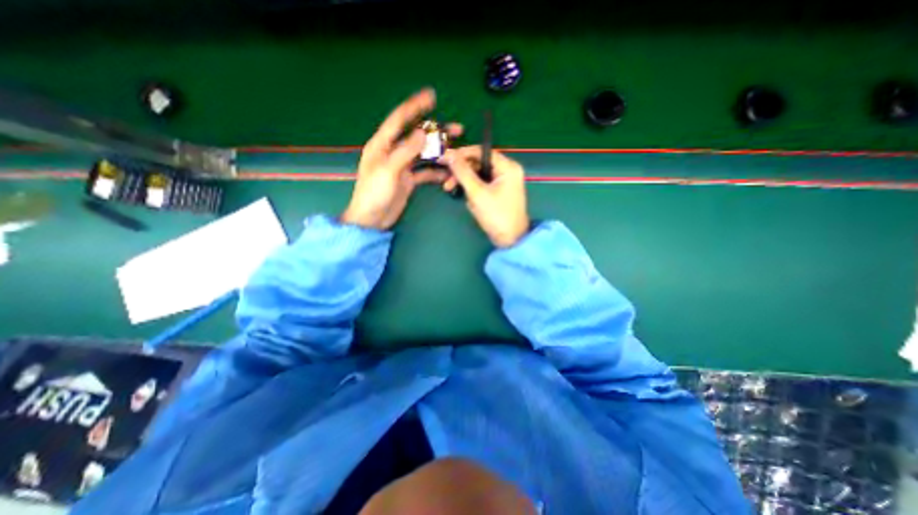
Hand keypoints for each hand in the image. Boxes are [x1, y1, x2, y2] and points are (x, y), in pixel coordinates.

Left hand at [341, 89, 462, 228]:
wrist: (372, 219)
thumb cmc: (374, 193)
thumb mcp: (388, 170)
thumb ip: (406, 151)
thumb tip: (422, 133)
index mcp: (382, 144)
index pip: (399, 120)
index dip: (415, 107)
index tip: (431, 96)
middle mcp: (393, 152)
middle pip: (417, 137)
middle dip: (437, 132)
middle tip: (458, 130)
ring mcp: (403, 167)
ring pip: (424, 154)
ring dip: (440, 152)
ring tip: (457, 151)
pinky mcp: (409, 180)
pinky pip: (426, 172)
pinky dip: (436, 172)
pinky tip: (448, 172)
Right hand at [442, 145, 530, 247]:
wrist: (511, 240)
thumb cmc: (496, 215)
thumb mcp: (477, 193)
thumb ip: (463, 172)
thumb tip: (449, 154)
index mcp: (507, 167)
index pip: (481, 151)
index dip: (462, 154)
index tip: (444, 159)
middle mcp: (507, 170)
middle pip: (479, 163)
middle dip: (462, 173)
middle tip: (447, 183)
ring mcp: (504, 182)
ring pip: (479, 175)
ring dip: (466, 184)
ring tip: (455, 194)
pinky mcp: (500, 192)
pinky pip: (483, 185)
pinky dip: (474, 192)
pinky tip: (470, 202)